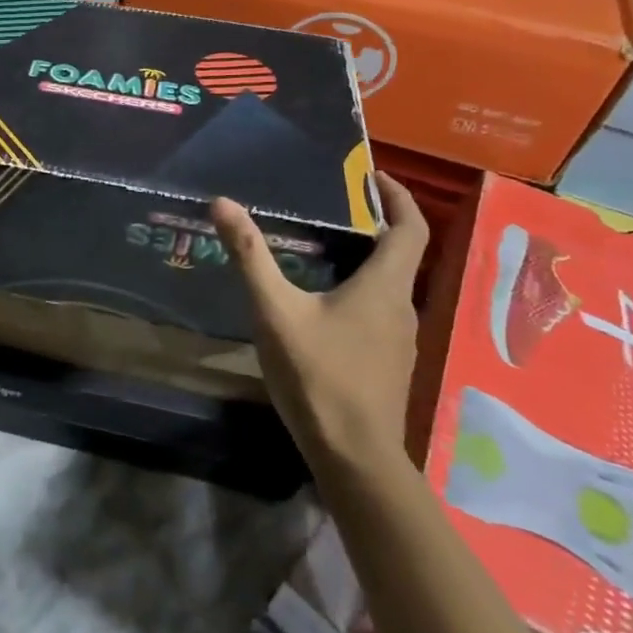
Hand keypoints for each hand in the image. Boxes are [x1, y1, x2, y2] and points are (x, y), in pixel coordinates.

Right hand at [211, 171, 428, 476]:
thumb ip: (250, 256)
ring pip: (390, 285)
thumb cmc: (318, 376)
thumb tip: (223, 203)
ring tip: (326, 247)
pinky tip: (326, 304)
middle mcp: (403, 307)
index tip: (375, 175)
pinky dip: (363, 290)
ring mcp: (401, 340)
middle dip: (376, 224)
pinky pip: (381, 311)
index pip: (410, 228)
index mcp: (384, 286)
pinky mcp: (390, 363)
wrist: (354, 456)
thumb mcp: (275, 311)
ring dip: (368, 260)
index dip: (399, 196)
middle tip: (336, 206)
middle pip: (401, 254)